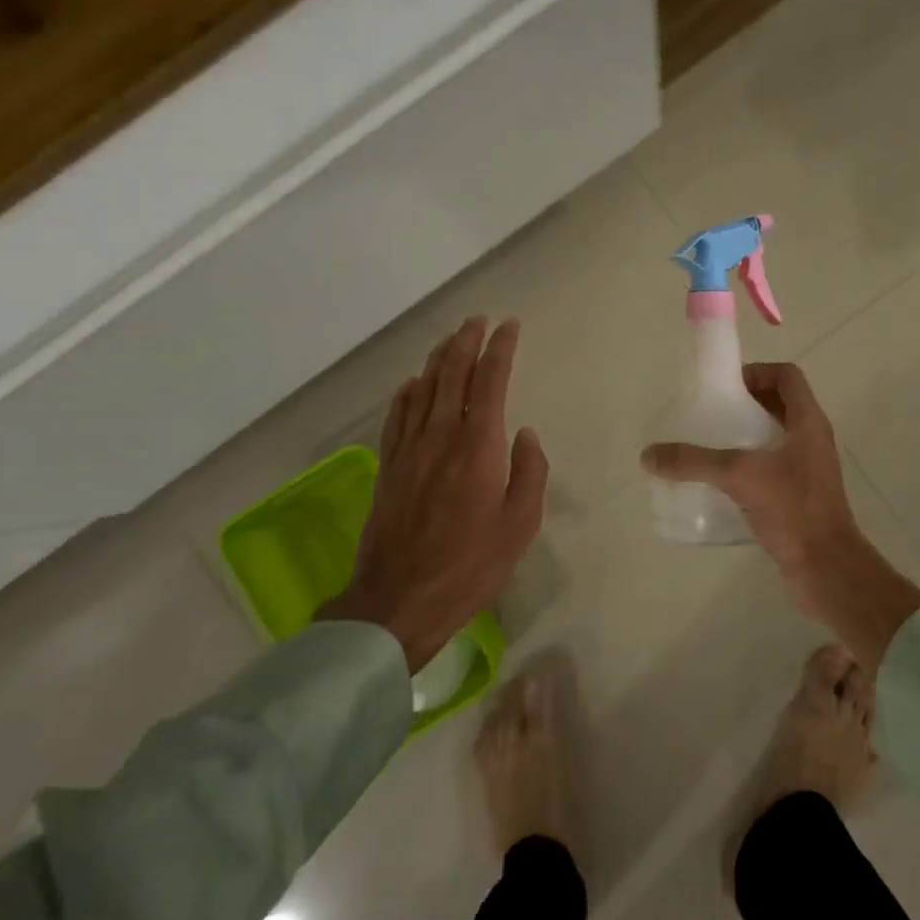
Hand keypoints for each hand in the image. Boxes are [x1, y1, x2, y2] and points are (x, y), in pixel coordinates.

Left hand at [321, 318, 547, 671]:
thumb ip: (530, 473)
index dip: (500, 349)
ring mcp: (409, 449)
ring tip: (451, 341)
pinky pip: (397, 416)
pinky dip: (407, 392)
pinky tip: (413, 384)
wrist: (400, 599)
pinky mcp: (389, 467)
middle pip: (452, 374)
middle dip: (466, 342)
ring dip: (438, 359)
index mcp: (478, 446)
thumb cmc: (471, 565)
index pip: (490, 381)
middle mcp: (441, 436)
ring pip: (423, 388)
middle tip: (477, 320)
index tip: (509, 326)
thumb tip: (525, 435)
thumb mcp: (520, 525)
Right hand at [640, 362, 919, 671]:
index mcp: (808, 422)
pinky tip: (720, 481)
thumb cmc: (793, 509)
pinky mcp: (799, 496)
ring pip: (774, 437)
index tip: (724, 387)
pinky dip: (747, 465)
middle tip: (709, 413)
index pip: (787, 376)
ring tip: (709, 444)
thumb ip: (694, 462)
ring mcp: (807, 469)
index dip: (757, 371)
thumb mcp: (740, 476)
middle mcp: (811, 440)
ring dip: (744, 435)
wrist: (826, 567)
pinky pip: (771, 467)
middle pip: (779, 404)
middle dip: (744, 403)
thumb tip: (649, 455)